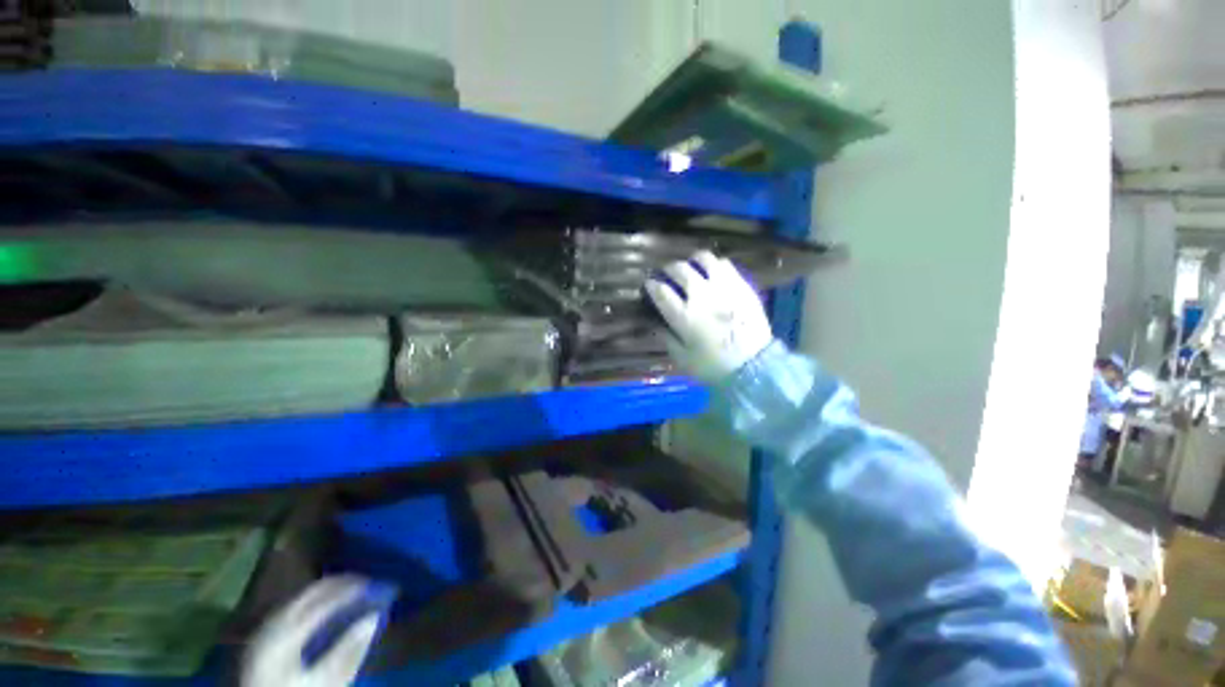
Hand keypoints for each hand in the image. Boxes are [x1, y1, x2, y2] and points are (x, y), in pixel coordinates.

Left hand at [242, 576, 393, 686]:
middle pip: (310, 592)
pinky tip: (325, 609)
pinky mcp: (262, 639)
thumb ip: (346, 652)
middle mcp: (273, 623)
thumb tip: (374, 617)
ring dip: (327, 591)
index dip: (353, 589)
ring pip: (300, 598)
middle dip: (341, 584)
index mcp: (286, 632)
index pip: (325, 600)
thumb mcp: (322, 683)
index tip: (377, 585)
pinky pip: (292, 608)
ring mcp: (264, 630)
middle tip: (367, 582)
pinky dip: (313, 602)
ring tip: (350, 592)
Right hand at [645, 251, 773, 381]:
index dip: (651, 285)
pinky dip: (715, 264)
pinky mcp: (741, 285)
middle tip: (668, 273)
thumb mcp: (683, 358)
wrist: (754, 366)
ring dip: (692, 261)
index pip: (661, 291)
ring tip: (691, 266)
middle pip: (679, 269)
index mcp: (684, 316)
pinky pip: (725, 264)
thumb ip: (666, 337)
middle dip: (668, 269)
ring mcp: (723, 287)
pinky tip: (714, 272)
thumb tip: (656, 323)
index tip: (649, 284)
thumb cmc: (714, 366)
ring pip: (703, 259)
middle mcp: (702, 296)